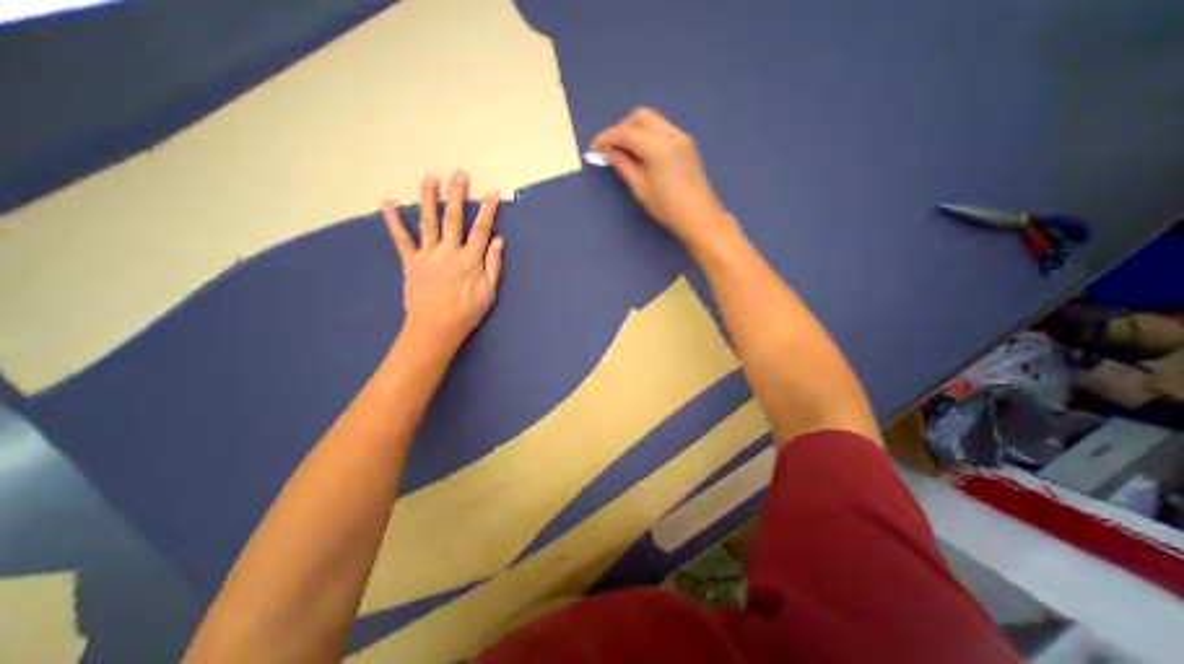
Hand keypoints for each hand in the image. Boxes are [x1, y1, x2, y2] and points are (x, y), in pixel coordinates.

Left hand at [384, 171, 504, 352]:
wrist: (436, 327)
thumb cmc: (467, 312)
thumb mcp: (489, 292)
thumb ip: (494, 265)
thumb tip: (499, 241)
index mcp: (470, 260)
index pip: (481, 230)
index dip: (488, 211)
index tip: (492, 193)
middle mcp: (449, 252)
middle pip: (454, 219)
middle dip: (458, 195)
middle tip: (459, 174)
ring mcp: (428, 255)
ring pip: (429, 222)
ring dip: (429, 199)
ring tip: (429, 178)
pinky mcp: (411, 262)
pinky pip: (401, 240)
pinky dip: (393, 222)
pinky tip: (387, 204)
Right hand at [589, 107, 732, 243]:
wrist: (699, 216)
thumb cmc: (667, 207)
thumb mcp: (640, 188)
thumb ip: (623, 164)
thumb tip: (607, 151)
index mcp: (657, 146)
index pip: (626, 132)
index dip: (606, 138)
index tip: (593, 149)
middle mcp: (670, 133)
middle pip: (640, 116)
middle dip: (621, 128)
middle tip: (611, 149)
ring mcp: (681, 136)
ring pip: (652, 121)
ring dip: (635, 130)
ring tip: (625, 152)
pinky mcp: (686, 143)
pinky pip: (662, 129)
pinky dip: (648, 135)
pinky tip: (643, 153)